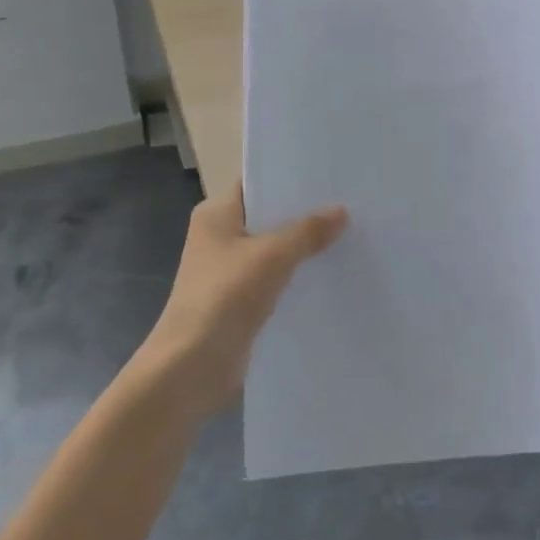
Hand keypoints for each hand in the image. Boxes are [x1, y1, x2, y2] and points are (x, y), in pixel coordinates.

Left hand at [136, 182, 346, 418]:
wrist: (190, 367)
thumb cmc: (224, 297)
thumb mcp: (272, 256)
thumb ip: (307, 232)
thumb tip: (341, 212)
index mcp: (216, 214)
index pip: (257, 182)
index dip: (290, 177)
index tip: (329, 173)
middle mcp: (220, 236)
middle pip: (268, 215)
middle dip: (304, 212)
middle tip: (350, 201)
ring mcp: (229, 269)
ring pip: (274, 248)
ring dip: (303, 246)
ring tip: (349, 233)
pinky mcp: (240, 300)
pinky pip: (275, 277)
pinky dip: (297, 274)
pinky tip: (331, 272)